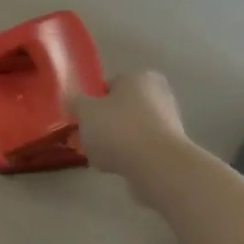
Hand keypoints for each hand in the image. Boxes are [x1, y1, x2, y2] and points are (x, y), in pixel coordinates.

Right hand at [70, 71, 188, 197]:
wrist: (157, 166)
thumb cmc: (119, 129)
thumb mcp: (85, 112)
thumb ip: (75, 103)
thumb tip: (73, 100)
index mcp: (140, 77)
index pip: (109, 84)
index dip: (92, 101)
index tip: (81, 117)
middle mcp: (159, 95)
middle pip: (121, 108)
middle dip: (105, 122)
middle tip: (88, 136)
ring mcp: (169, 123)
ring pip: (131, 129)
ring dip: (116, 141)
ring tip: (100, 155)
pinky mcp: (171, 149)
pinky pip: (141, 149)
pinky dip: (129, 156)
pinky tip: (116, 167)